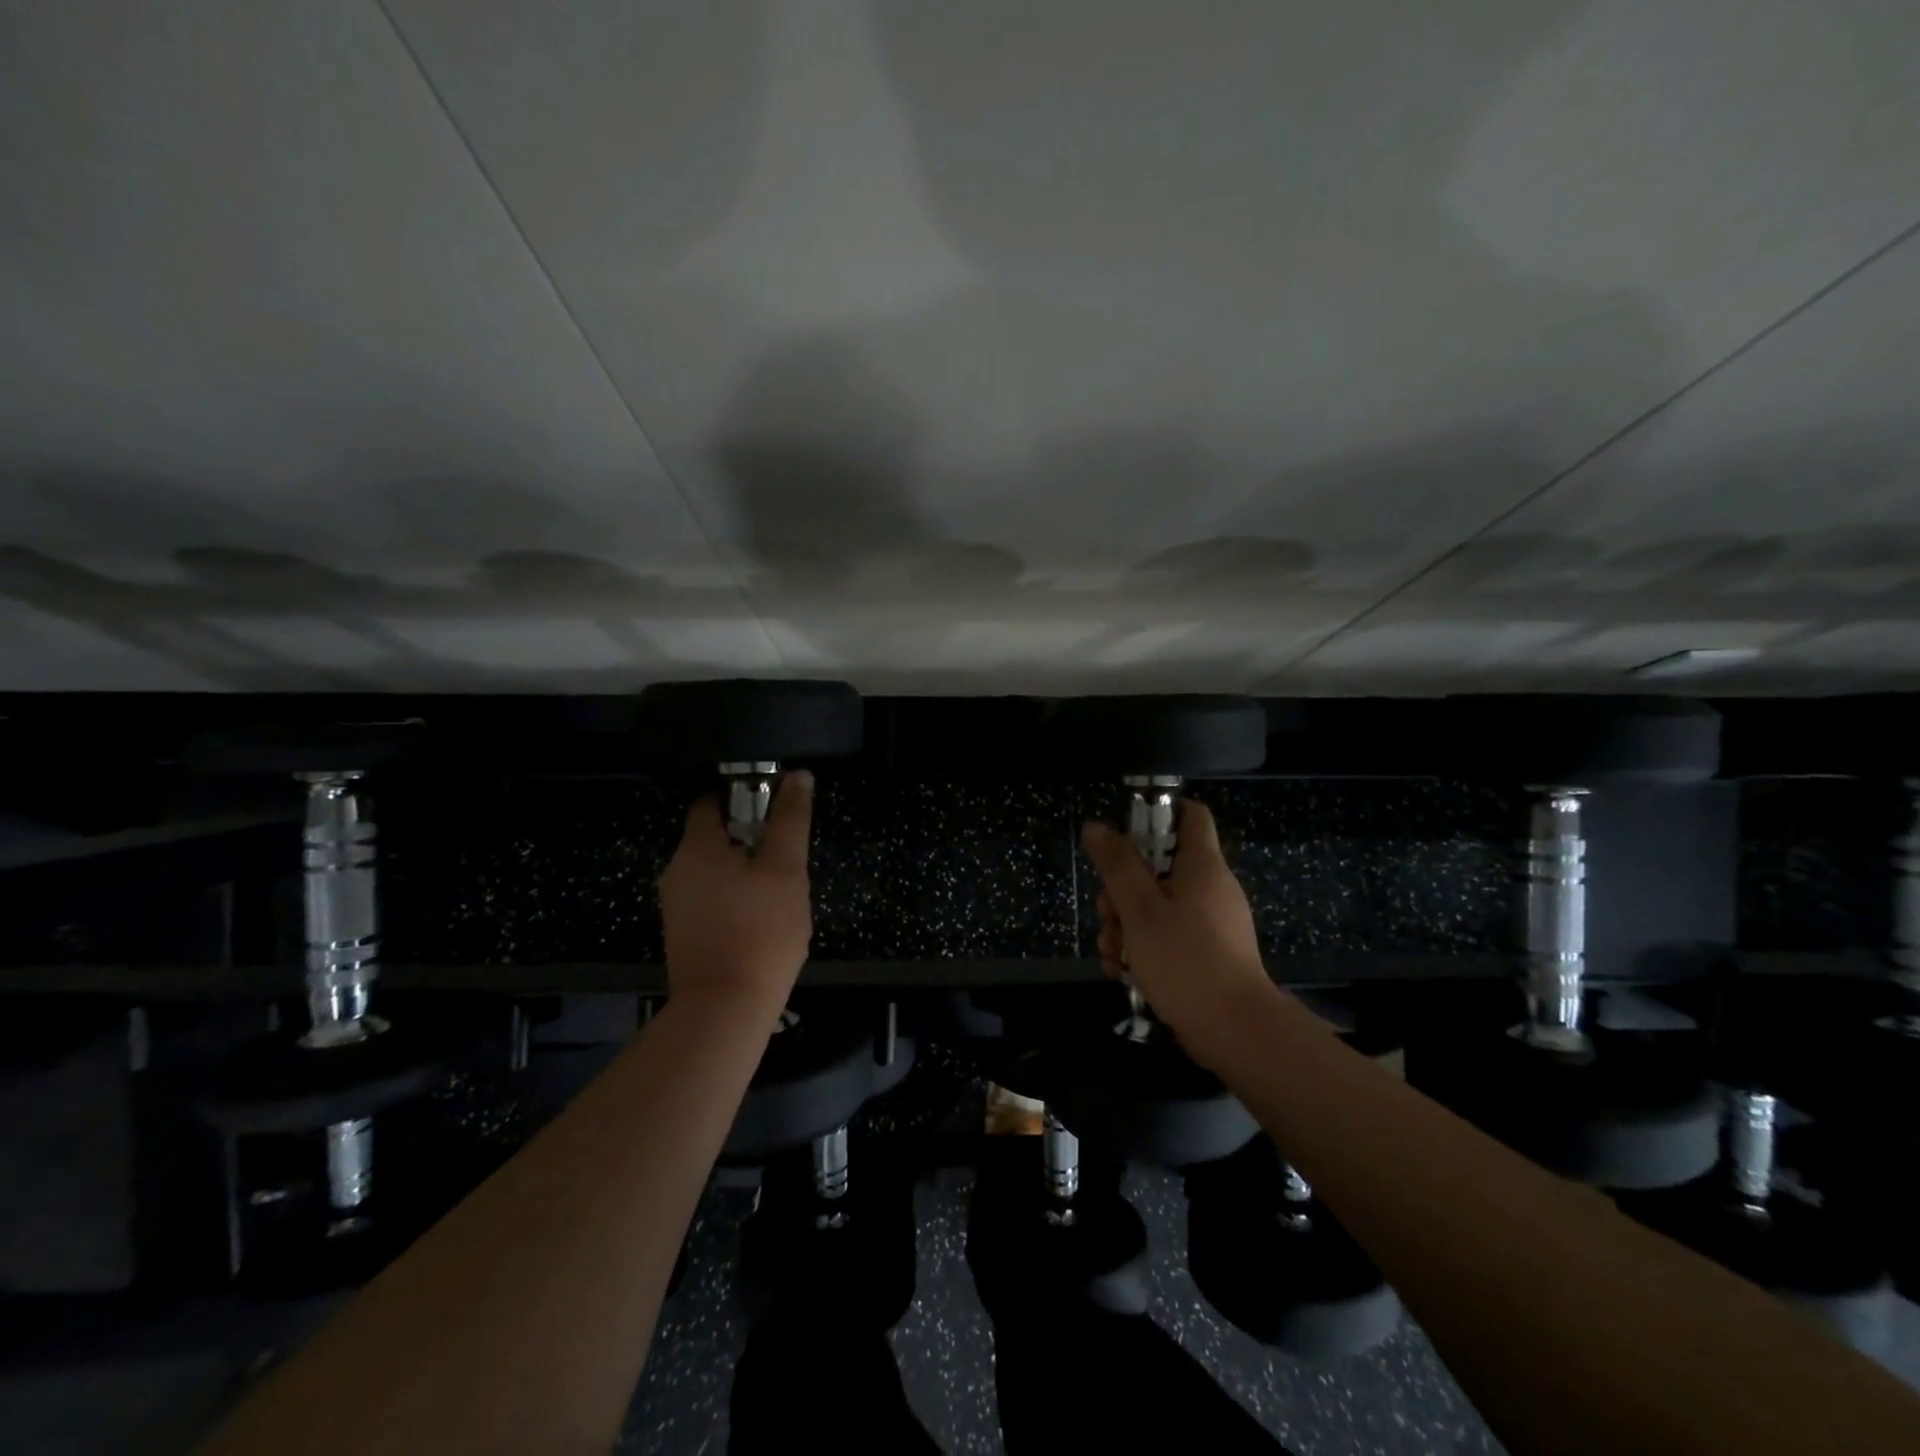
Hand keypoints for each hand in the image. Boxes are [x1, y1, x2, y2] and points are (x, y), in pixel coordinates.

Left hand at [659, 769, 814, 1012]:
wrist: (724, 1009)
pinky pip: (712, 899)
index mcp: (696, 848)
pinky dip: (735, 898)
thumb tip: (798, 775)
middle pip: (716, 837)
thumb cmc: (760, 931)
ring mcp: (676, 906)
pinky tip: (761, 920)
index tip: (778, 813)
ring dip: (747, 872)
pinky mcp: (683, 933)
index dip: (746, 798)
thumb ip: (791, 819)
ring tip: (780, 893)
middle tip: (788, 860)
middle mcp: (677, 871)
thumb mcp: (785, 869)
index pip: (712, 802)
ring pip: (716, 871)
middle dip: (753, 840)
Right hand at [1082, 799, 1274, 1055]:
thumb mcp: (1139, 909)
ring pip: (1157, 907)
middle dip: (1122, 889)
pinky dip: (1143, 948)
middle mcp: (1210, 888)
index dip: (1157, 813)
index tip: (1124, 832)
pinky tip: (1122, 972)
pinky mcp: (1206, 954)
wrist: (1234, 1031)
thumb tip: (1096, 826)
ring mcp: (1210, 923)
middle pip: (1158, 868)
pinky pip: (1168, 937)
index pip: (1190, 815)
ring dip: (1126, 926)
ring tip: (1111, 953)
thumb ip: (1117, 866)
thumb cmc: (1185, 959)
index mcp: (1202, 866)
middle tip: (1107, 913)